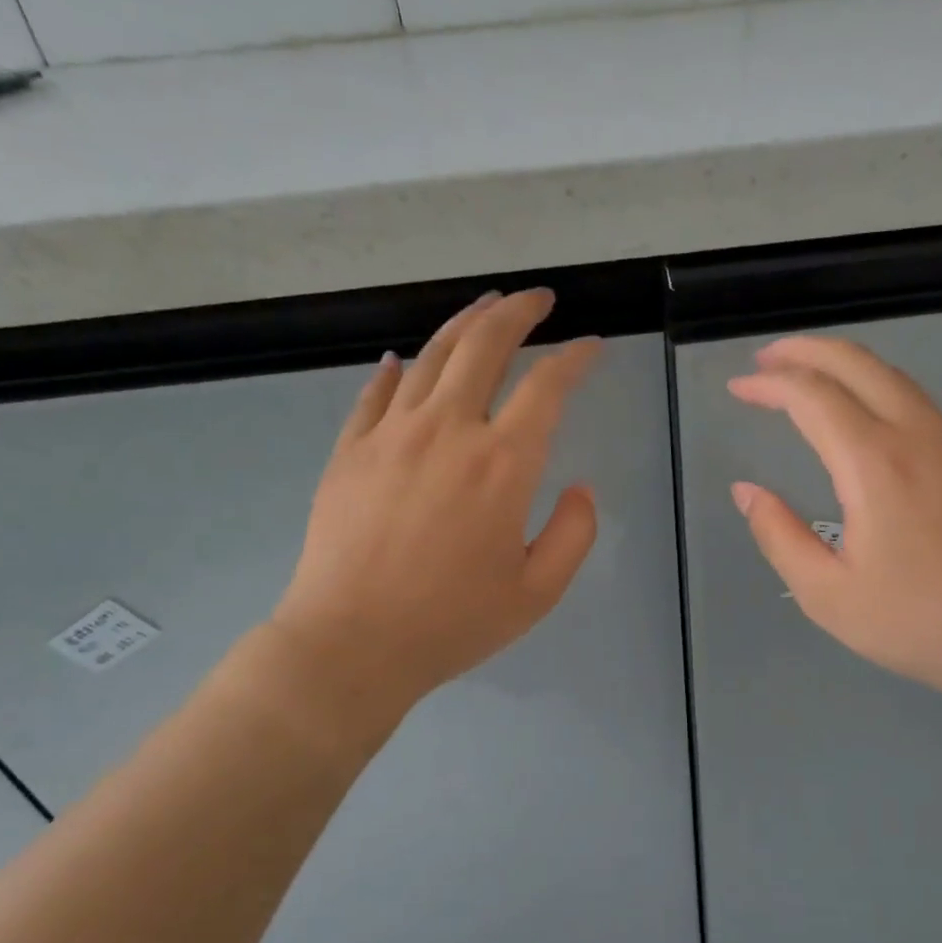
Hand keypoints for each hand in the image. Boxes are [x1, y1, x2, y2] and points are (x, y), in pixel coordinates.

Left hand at [268, 288, 600, 716]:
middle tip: (538, 299)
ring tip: (484, 308)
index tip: (592, 345)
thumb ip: (574, 534)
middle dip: (518, 312)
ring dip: (464, 324)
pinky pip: (375, 392)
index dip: (575, 358)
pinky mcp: (350, 449)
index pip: (547, 386)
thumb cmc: (452, 622)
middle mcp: (448, 430)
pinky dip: (394, 369)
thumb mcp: (537, 592)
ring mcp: (392, 434)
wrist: (351, 643)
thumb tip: (579, 487)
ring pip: (431, 356)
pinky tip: (401, 360)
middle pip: (485, 345)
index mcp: (503, 464)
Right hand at [728, 335, 941, 715]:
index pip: (812, 396)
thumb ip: (779, 537)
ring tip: (804, 374)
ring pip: (891, 375)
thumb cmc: (920, 623)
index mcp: (874, 465)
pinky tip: (859, 411)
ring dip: (841, 363)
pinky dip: (873, 384)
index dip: (769, 383)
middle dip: (804, 350)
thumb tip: (747, 492)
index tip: (738, 387)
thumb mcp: (828, 596)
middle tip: (764, 358)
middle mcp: (915, 435)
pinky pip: (914, 398)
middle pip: (856, 362)